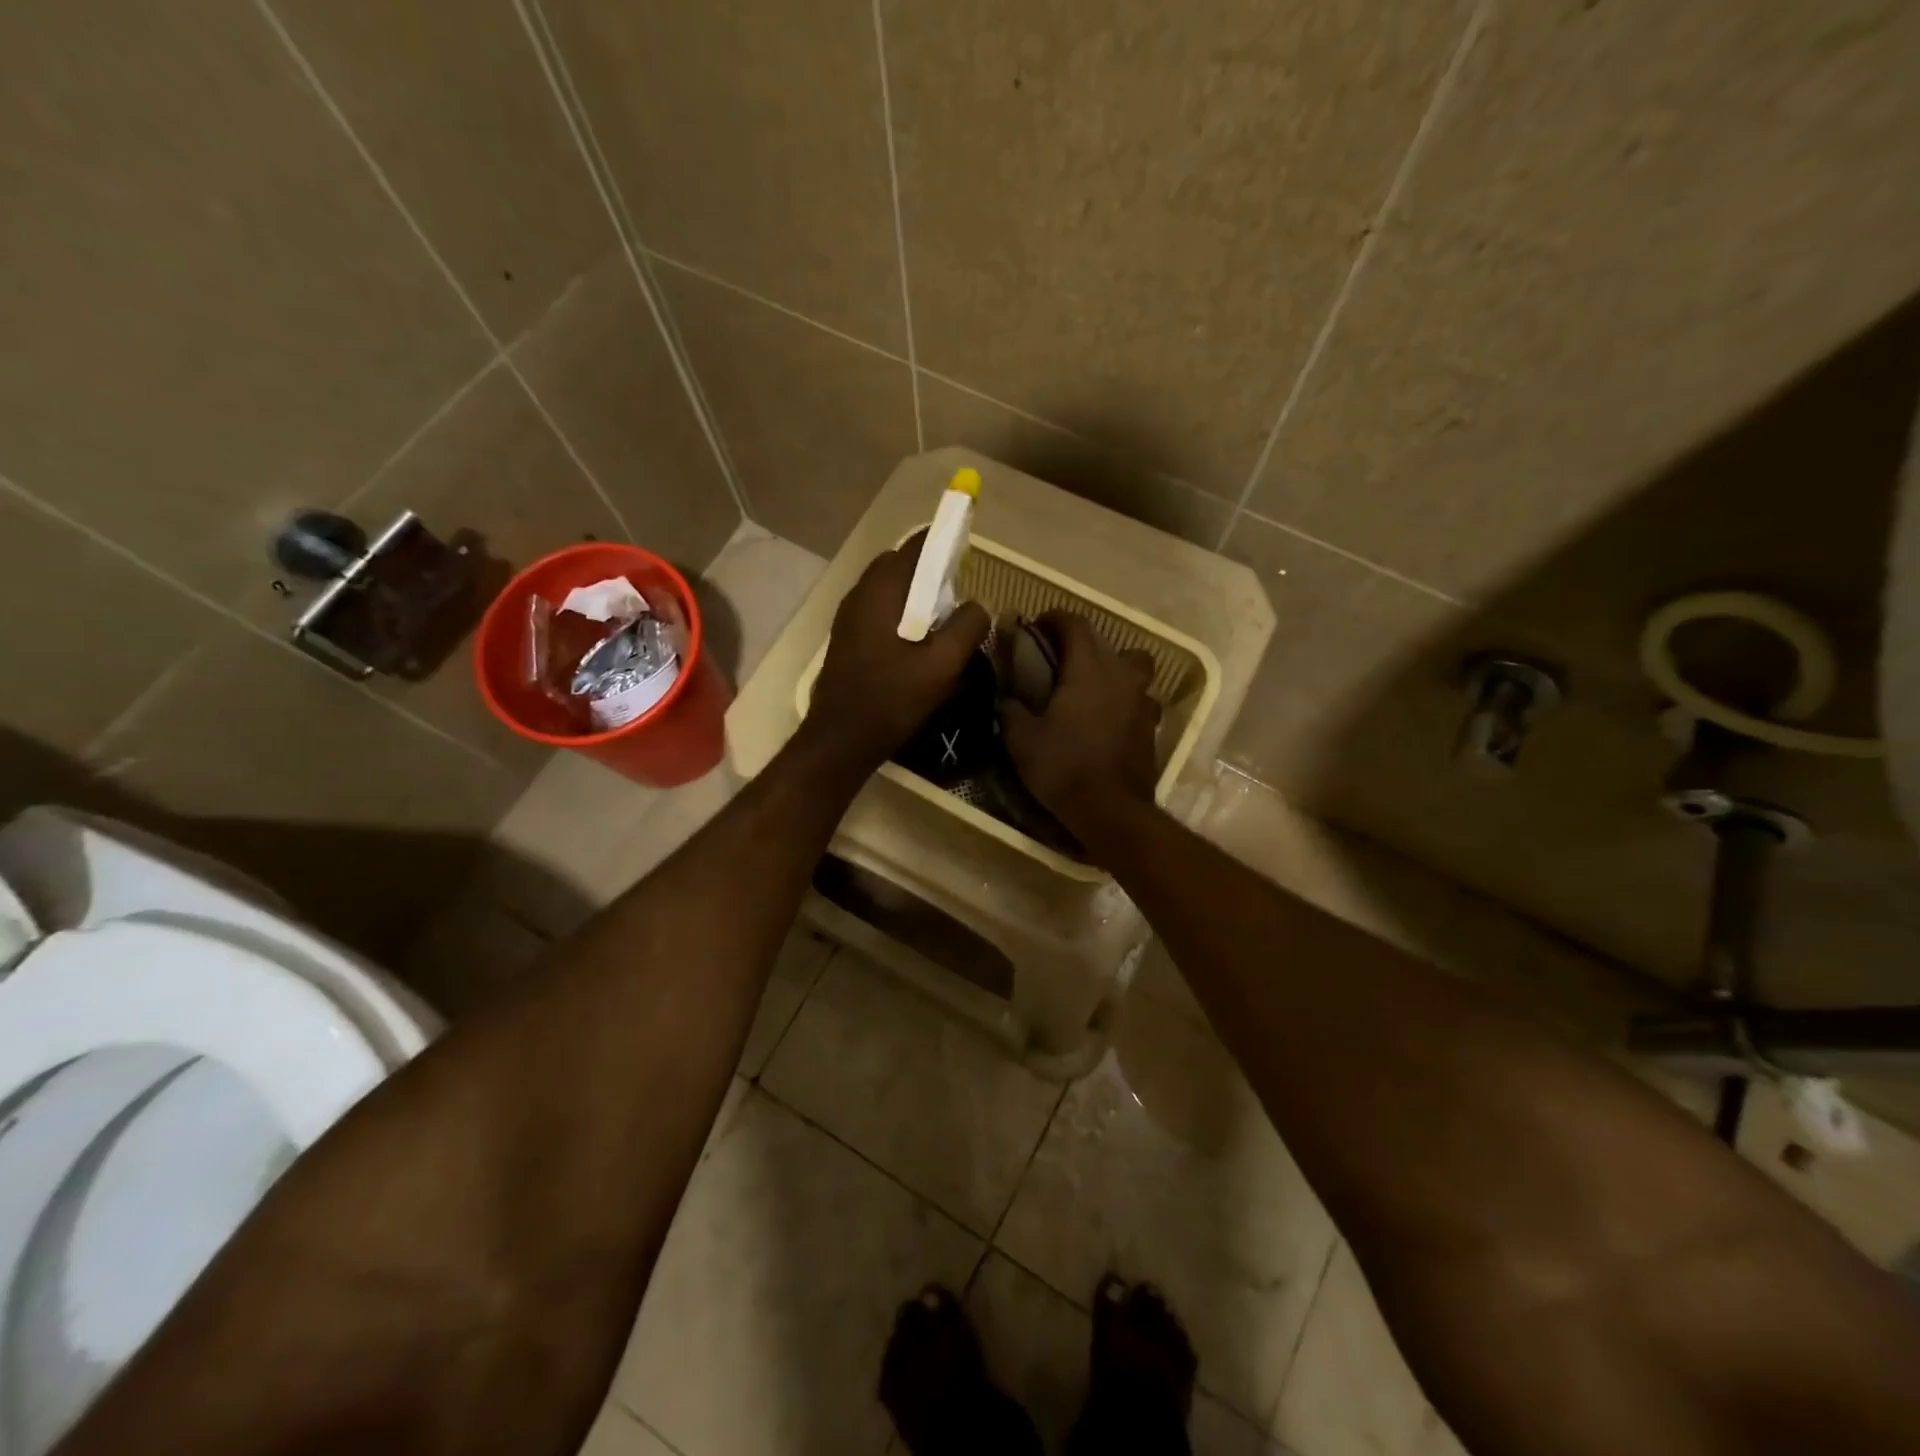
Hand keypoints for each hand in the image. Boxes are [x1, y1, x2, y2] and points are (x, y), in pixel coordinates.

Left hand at [802, 537, 989, 771]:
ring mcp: (848, 618)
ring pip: (888, 591)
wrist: (841, 740)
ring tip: (942, 626)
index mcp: (880, 591)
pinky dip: (901, 616)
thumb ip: (967, 627)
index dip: (944, 546)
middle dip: (930, 574)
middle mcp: (859, 595)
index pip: (915, 547)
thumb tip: (978, 606)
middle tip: (956, 600)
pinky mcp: (847, 640)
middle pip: (900, 566)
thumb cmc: (892, 699)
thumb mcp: (942, 665)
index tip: (967, 559)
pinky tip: (917, 647)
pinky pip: (879, 612)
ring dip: (915, 598)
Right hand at [1001, 612, 1160, 832]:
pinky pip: (1138, 697)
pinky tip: (1107, 717)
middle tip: (1057, 658)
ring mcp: (1141, 700)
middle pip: (1105, 641)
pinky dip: (1123, 698)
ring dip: (1111, 667)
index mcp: (1088, 669)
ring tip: (1090, 686)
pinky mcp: (1151, 725)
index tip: (1037, 625)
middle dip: (1080, 642)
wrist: (1112, 810)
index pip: (1075, 625)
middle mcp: (1120, 675)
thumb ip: (1010, 711)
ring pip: (1132, 666)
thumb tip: (1006, 698)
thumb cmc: (1064, 767)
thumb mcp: (1021, 740)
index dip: (1054, 618)